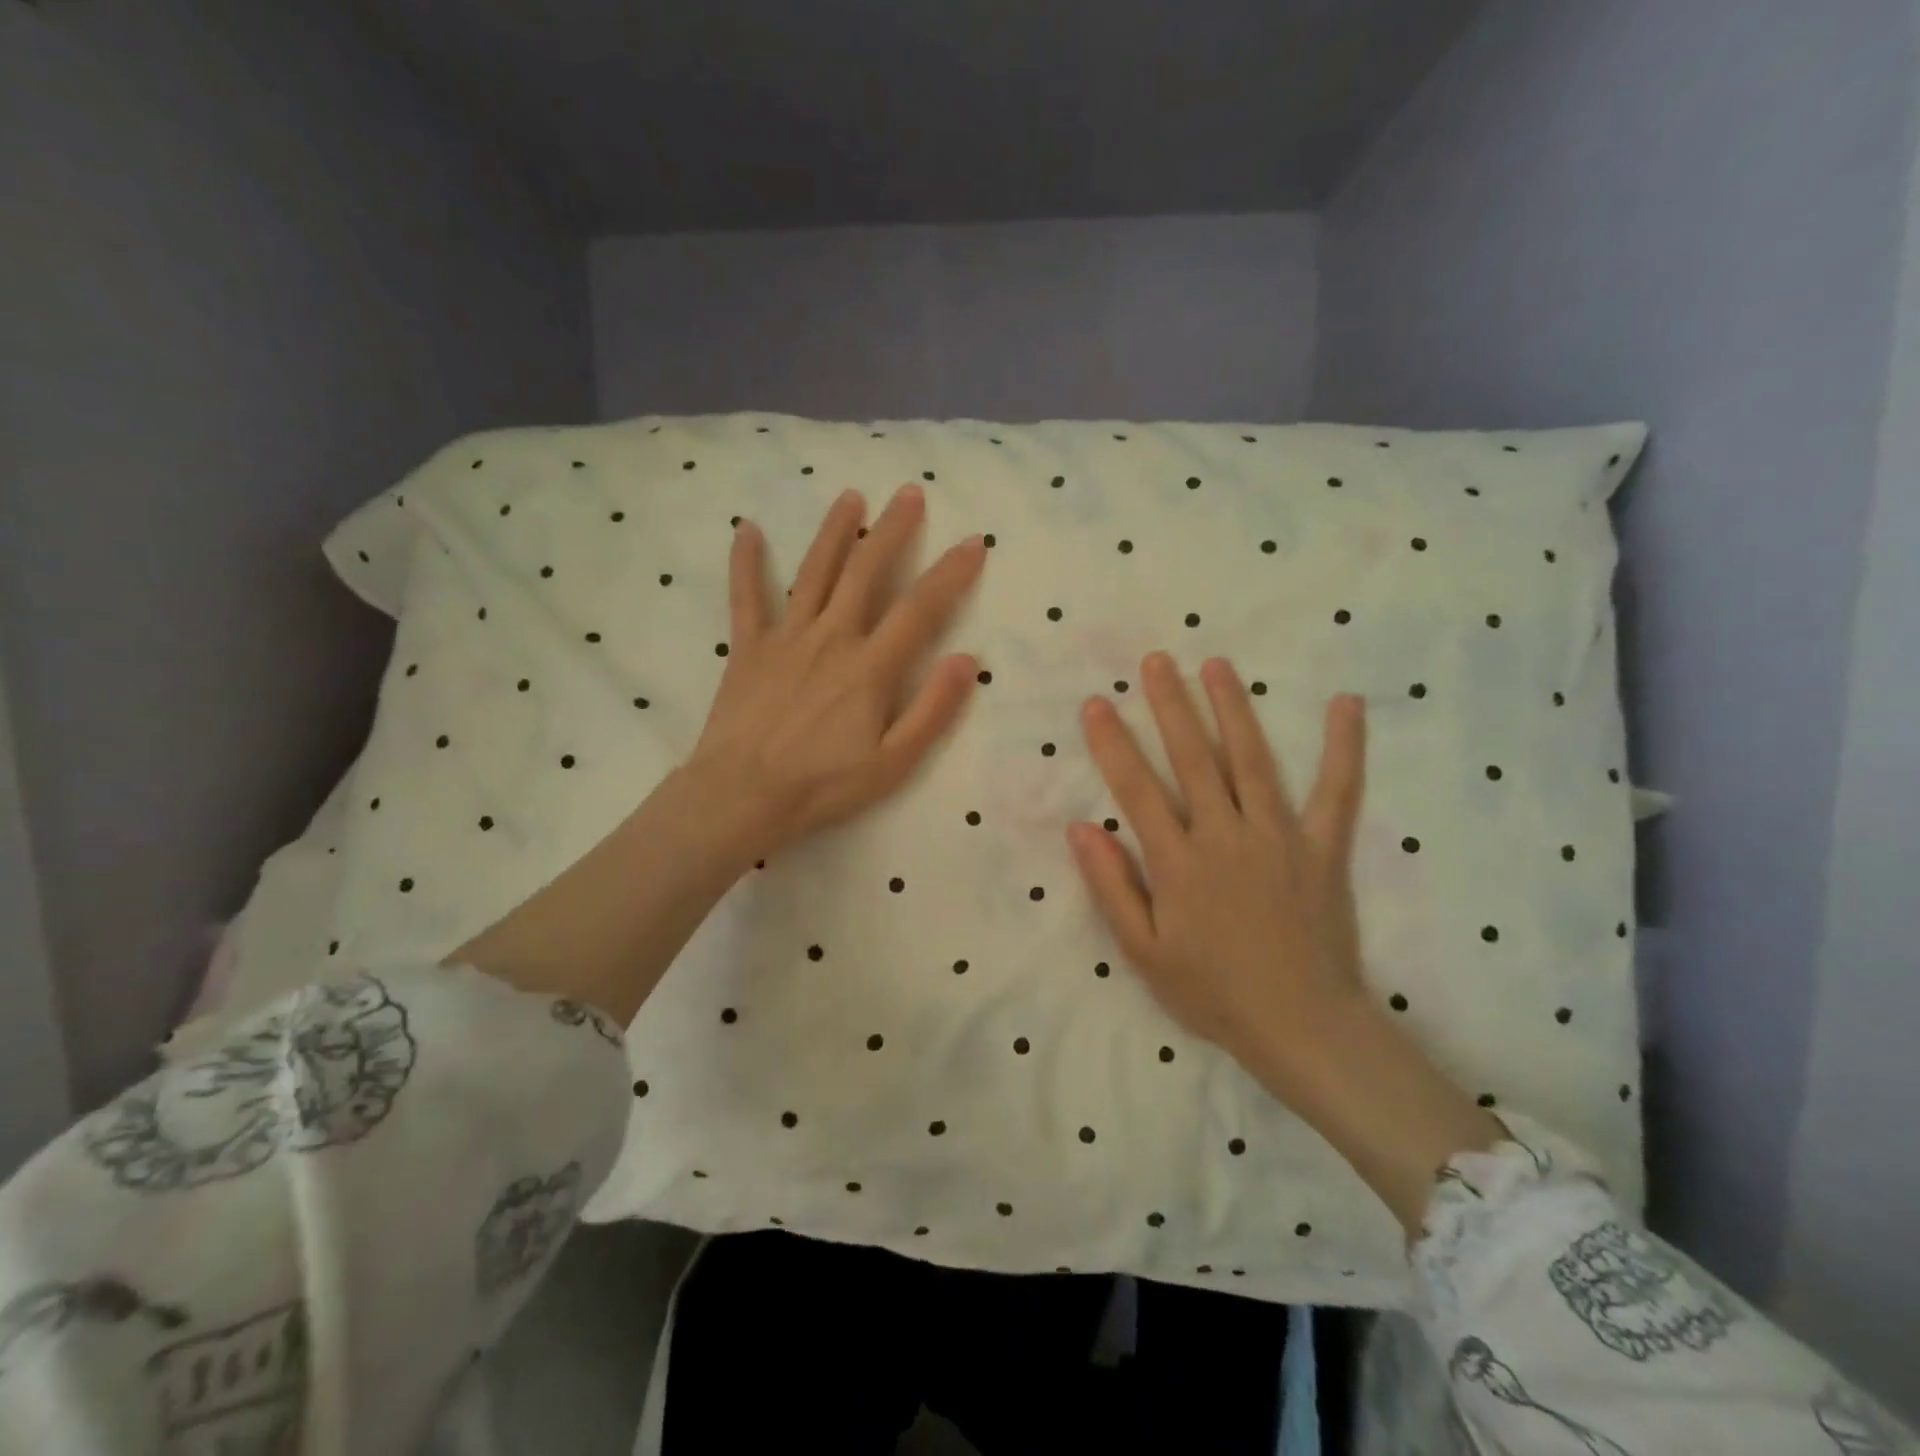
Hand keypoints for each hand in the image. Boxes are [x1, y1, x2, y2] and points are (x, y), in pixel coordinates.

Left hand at [686, 484, 986, 861]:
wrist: (742, 796)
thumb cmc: (823, 786)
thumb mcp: (893, 763)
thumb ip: (933, 709)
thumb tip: (966, 658)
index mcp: (870, 667)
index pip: (920, 608)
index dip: (950, 573)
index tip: (973, 542)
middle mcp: (831, 637)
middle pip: (866, 572)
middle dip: (892, 530)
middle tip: (909, 493)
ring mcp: (786, 638)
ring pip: (814, 572)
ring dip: (835, 532)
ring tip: (851, 498)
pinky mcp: (748, 648)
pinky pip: (746, 597)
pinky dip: (746, 562)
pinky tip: (746, 529)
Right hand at [1067, 655, 1366, 1078]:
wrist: (1301, 1027)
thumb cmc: (1212, 993)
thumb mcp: (1142, 951)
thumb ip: (1111, 886)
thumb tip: (1080, 828)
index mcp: (1178, 862)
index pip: (1137, 789)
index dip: (1112, 743)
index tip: (1097, 703)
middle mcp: (1225, 836)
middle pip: (1192, 758)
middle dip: (1169, 705)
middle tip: (1155, 661)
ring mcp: (1278, 837)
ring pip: (1251, 760)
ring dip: (1231, 709)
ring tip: (1215, 665)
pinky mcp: (1321, 848)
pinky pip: (1336, 792)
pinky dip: (1342, 748)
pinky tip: (1345, 705)